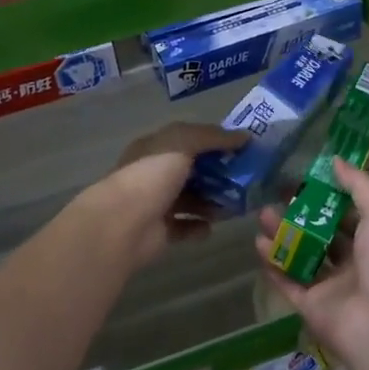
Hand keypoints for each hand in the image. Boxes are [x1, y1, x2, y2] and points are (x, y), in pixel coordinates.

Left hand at [85, 122, 247, 271]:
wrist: (122, 225)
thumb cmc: (151, 175)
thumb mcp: (183, 142)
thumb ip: (213, 137)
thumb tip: (245, 137)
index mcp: (155, 148)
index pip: (189, 140)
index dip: (215, 142)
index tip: (243, 148)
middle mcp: (154, 174)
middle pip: (192, 171)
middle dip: (219, 174)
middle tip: (246, 179)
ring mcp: (156, 204)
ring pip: (191, 200)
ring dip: (213, 202)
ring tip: (236, 205)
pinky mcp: (160, 232)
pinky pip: (186, 227)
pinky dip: (200, 227)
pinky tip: (213, 227)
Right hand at [256, 159, 368, 369]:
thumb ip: (358, 186)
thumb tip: (335, 159)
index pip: (349, 216)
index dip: (329, 198)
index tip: (305, 179)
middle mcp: (353, 265)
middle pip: (321, 236)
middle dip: (300, 216)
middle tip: (277, 196)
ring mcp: (330, 288)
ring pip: (301, 257)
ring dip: (283, 236)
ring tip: (262, 215)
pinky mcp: (310, 307)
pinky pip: (288, 282)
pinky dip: (273, 264)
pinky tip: (258, 244)